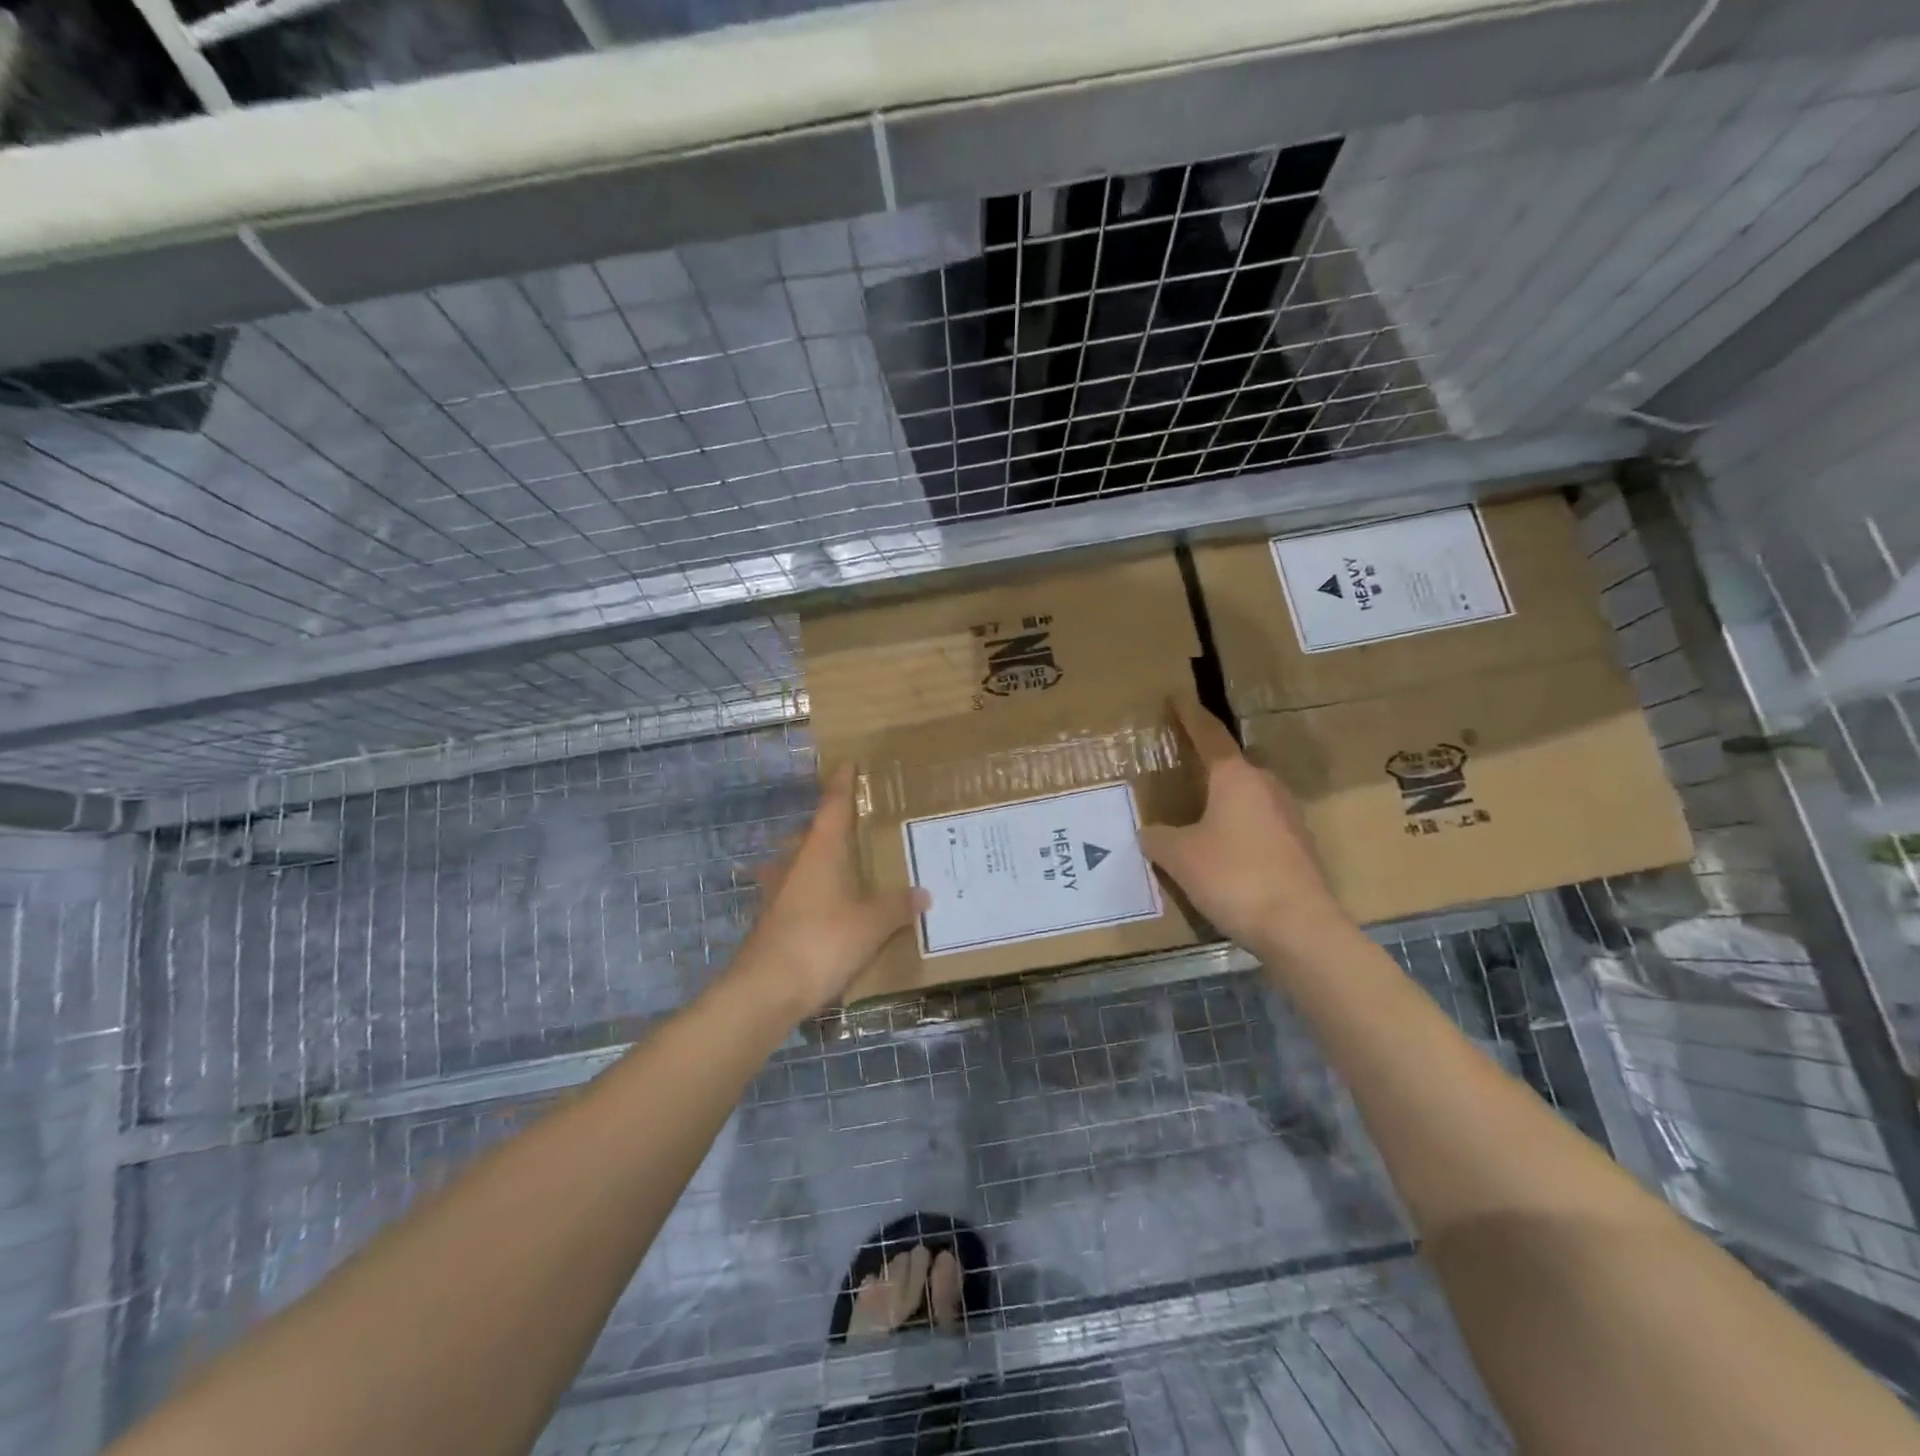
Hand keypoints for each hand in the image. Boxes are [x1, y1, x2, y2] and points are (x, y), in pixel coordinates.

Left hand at [729, 764, 928, 1018]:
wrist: (765, 990)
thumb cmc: (821, 942)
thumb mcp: (872, 924)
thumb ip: (897, 906)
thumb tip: (923, 893)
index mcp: (821, 850)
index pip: (833, 805)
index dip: (842, 783)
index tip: (849, 762)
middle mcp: (795, 862)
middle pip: (813, 832)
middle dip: (832, 825)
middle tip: (858, 824)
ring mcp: (777, 891)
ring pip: (800, 862)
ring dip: (819, 859)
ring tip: (845, 866)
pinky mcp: (770, 919)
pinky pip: (795, 891)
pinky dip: (813, 891)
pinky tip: (827, 908)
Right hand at [1140, 698, 1353, 964]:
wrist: (1299, 927)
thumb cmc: (1234, 876)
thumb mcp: (1180, 856)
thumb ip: (1158, 838)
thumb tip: (1148, 832)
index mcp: (1236, 777)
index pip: (1209, 736)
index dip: (1190, 716)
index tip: (1178, 697)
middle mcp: (1266, 787)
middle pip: (1231, 767)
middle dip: (1206, 766)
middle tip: (1180, 768)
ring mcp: (1288, 817)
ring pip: (1246, 797)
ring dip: (1222, 801)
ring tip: (1196, 813)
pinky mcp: (1298, 847)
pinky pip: (1258, 825)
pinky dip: (1237, 828)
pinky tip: (1221, 851)